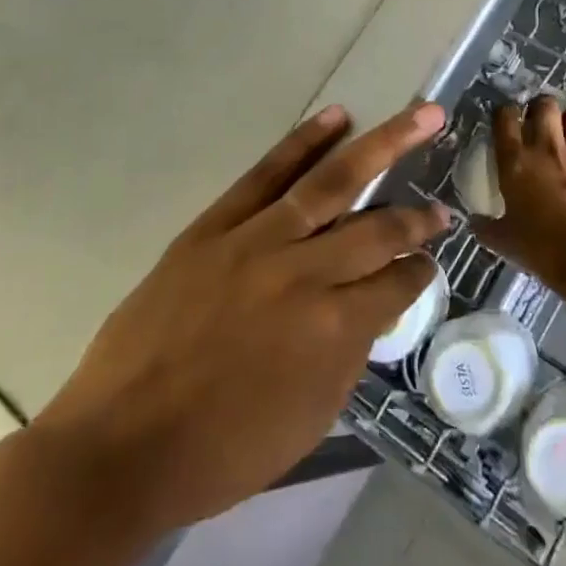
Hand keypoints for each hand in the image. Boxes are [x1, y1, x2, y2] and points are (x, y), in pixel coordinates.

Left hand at [31, 103, 448, 535]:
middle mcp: (306, 272)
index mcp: (334, 327)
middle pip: (379, 227)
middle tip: (443, 202)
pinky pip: (266, 174)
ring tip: (421, 116)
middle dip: (419, 214)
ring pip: (332, 181)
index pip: (397, 282)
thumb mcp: (309, 418)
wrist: (121, 446)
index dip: (420, 270)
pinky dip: (304, 142)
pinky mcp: (215, 226)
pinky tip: (337, 118)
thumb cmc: (222, 450)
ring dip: (383, 145)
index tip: (429, 260)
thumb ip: (349, 353)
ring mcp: (258, 240)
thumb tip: (371, 305)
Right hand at [481, 96, 565, 281]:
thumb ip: (487, 227)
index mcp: (516, 160)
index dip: (504, 114)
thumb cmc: (541, 249)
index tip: (506, 121)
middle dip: (541, 109)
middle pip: (544, 104)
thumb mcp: (504, 241)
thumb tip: (474, 222)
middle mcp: (548, 147)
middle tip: (540, 124)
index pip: (505, 116)